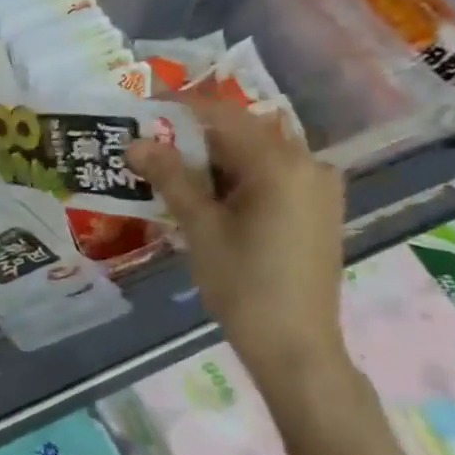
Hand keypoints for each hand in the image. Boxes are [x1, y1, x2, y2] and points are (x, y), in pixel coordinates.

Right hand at [126, 98, 351, 413]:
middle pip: (242, 133)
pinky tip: (206, 195)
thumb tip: (136, 143)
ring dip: (213, 158)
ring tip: (169, 170)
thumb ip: (171, 178)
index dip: (181, 107)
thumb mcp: (201, 227)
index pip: (224, 115)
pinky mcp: (317, 209)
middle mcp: (309, 164)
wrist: (296, 347)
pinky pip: (271, 176)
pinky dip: (236, 177)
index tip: (143, 108)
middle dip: (193, 135)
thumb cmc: (244, 285)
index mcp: (282, 164)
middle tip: (150, 145)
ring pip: (256, 155)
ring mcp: (318, 187)